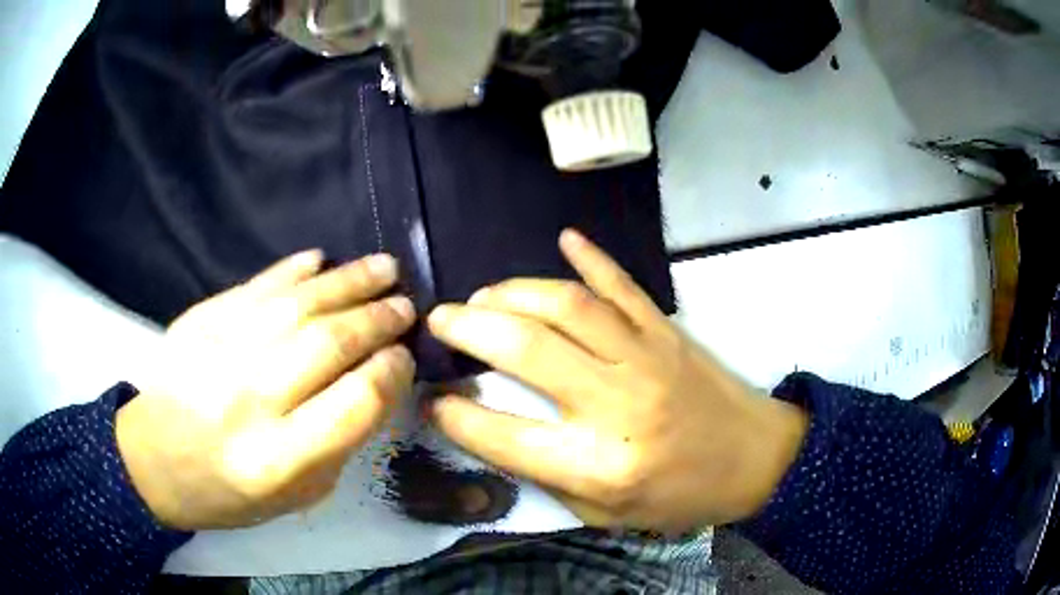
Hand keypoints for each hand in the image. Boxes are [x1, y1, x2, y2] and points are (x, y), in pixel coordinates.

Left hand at [116, 251, 415, 529]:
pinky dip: (292, 269)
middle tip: (404, 305)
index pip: (354, 402)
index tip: (405, 355)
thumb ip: (340, 442)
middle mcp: (247, 401)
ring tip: (383, 268)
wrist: (153, 461)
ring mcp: (217, 353)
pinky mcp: (198, 322)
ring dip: (347, 281)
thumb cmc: (230, 492)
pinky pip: (254, 286)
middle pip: (327, 344)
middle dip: (377, 318)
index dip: (390, 372)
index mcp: (277, 459)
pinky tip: (321, 260)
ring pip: (295, 304)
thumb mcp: (297, 494)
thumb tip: (378, 381)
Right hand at [427, 231, 808, 532]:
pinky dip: (592, 257)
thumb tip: (491, 432)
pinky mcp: (668, 332)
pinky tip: (565, 239)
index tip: (432, 398)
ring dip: (514, 292)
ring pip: (568, 306)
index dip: (457, 415)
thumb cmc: (681, 498)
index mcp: (600, 466)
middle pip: (527, 350)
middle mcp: (618, 405)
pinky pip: (624, 286)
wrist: (757, 460)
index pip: (505, 436)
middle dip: (469, 328)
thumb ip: (548, 478)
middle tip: (440, 319)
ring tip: (483, 295)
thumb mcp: (607, 516)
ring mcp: (646, 358)